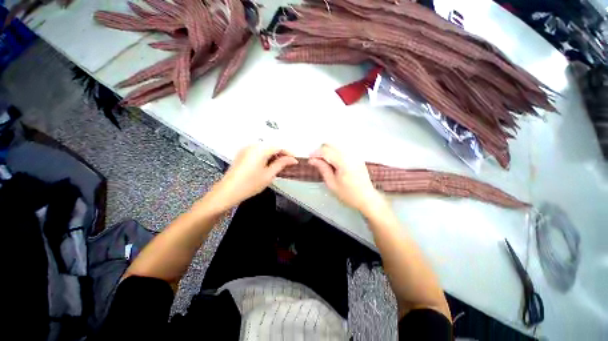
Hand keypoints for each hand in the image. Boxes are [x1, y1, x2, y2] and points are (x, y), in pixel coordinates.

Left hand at [212, 142, 297, 207]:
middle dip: (282, 154)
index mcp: (260, 149)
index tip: (295, 161)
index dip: (289, 153)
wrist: (228, 192)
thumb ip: (281, 164)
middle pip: (272, 146)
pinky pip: (258, 151)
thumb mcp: (269, 175)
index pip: (279, 147)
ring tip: (280, 166)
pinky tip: (269, 165)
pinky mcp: (243, 154)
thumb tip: (292, 159)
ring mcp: (246, 149)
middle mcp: (253, 146)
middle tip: (288, 164)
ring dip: (274, 155)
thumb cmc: (249, 184)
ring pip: (265, 148)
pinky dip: (266, 156)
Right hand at [308, 144, 384, 212]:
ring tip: (323, 162)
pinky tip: (333, 162)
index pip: (326, 151)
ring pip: (336, 146)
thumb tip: (312, 160)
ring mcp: (354, 155)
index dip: (315, 153)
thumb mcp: (332, 183)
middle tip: (316, 161)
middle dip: (321, 151)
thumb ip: (322, 168)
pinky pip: (342, 150)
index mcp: (343, 162)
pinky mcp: (357, 157)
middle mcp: (349, 155)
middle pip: (331, 145)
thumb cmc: (348, 194)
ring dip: (327, 151)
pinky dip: (335, 153)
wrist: (366, 198)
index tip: (309, 159)